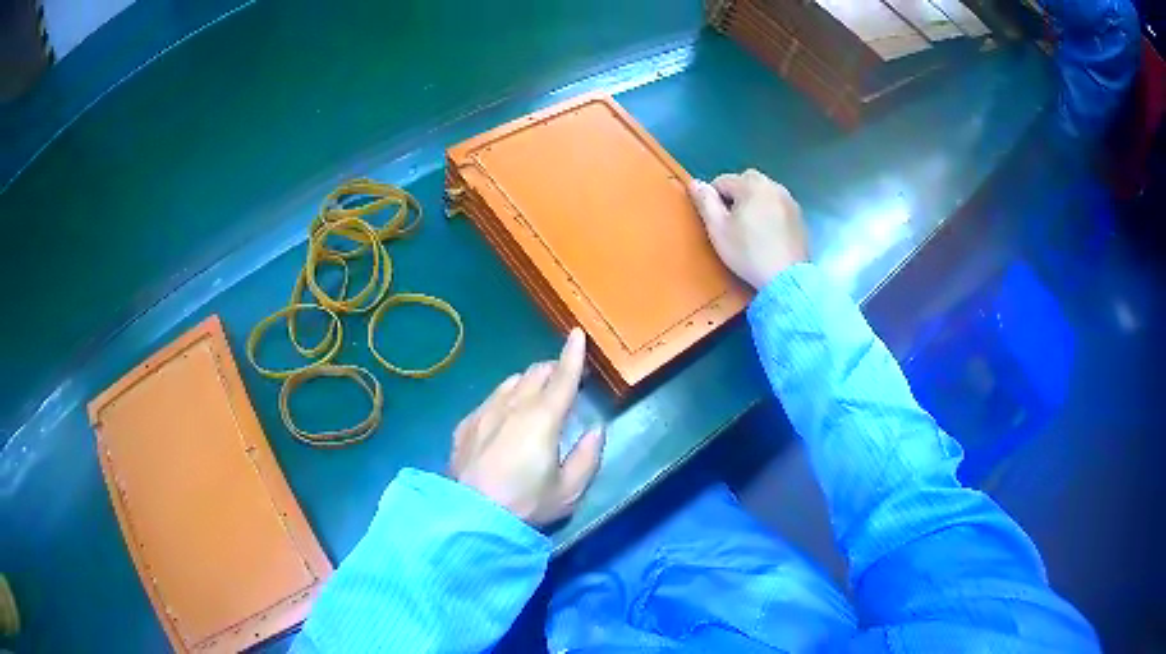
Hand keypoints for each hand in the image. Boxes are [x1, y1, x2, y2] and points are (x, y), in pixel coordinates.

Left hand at [450, 328, 604, 526]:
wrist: (468, 517)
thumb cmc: (525, 505)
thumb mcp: (568, 491)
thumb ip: (588, 457)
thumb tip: (596, 430)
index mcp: (543, 418)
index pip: (563, 376)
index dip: (573, 353)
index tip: (577, 333)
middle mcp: (512, 405)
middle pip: (536, 372)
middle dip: (552, 369)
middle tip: (563, 382)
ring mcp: (484, 411)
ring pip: (510, 381)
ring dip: (527, 382)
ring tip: (534, 399)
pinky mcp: (465, 424)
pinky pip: (490, 398)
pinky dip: (505, 398)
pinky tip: (504, 418)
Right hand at [689, 169, 809, 288]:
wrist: (786, 278)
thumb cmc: (748, 252)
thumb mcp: (718, 229)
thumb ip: (705, 201)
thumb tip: (696, 183)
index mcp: (751, 184)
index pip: (722, 180)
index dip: (713, 198)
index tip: (714, 219)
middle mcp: (773, 185)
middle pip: (746, 181)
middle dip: (735, 195)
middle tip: (731, 221)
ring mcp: (789, 200)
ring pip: (764, 192)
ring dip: (753, 202)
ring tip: (750, 227)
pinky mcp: (799, 216)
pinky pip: (777, 205)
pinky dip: (769, 212)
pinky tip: (767, 233)